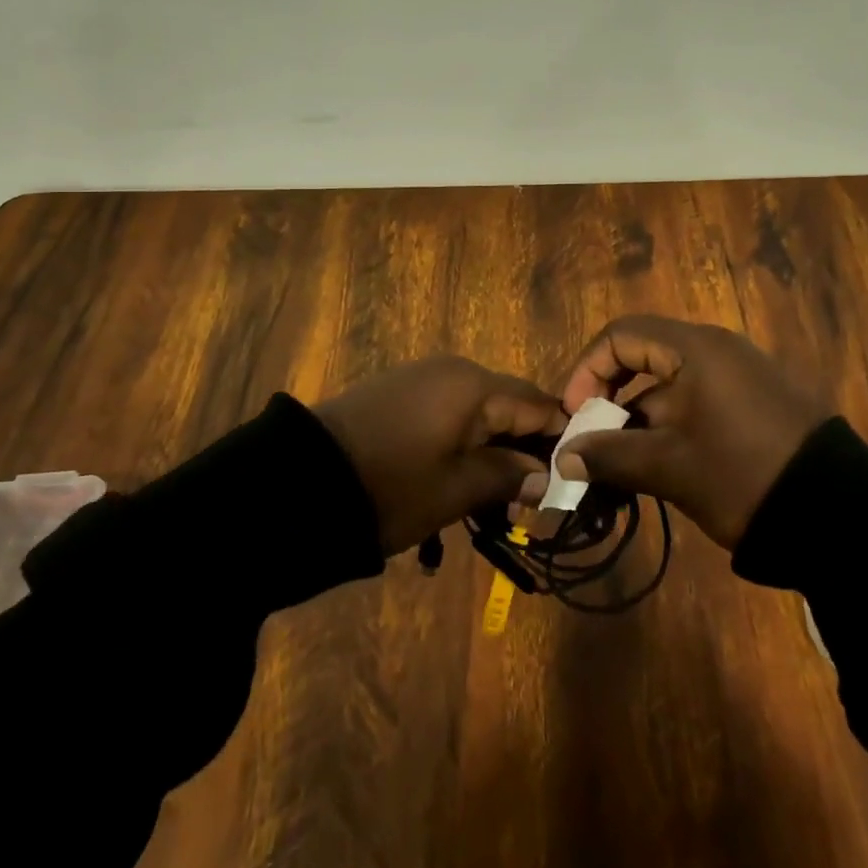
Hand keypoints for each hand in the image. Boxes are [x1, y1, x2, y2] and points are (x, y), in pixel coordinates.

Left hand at [312, 357, 564, 555]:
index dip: (558, 441)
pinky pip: (448, 409)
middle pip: (509, 403)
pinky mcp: (398, 389)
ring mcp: (422, 376)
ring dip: (491, 447)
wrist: (300, 480)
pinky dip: (461, 439)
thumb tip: (546, 476)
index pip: (538, 404)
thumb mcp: (455, 489)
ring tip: (491, 496)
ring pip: (478, 408)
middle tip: (528, 498)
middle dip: (523, 448)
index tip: (567, 481)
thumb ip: (508, 477)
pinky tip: (455, 474)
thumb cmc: (391, 486)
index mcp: (476, 385)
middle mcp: (454, 369)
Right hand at [556, 316, 829, 548]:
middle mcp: (717, 350)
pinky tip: (660, 470)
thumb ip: (610, 456)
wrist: (840, 514)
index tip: (576, 415)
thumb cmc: (743, 474)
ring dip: (638, 422)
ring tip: (622, 470)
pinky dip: (670, 429)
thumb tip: (563, 457)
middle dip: (610, 400)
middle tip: (595, 442)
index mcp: (695, 349)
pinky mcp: (755, 404)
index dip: (588, 370)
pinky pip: (697, 403)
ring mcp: (740, 377)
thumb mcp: (670, 467)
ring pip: (669, 387)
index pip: (621, 335)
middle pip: (643, 358)